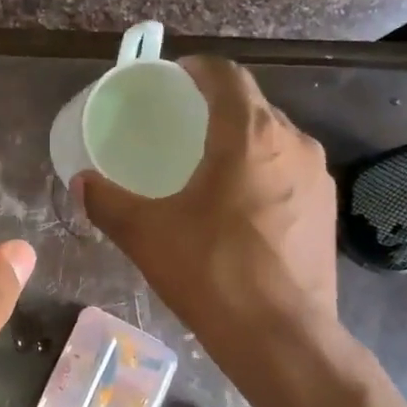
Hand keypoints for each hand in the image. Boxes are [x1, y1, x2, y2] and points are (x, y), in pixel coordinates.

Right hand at [78, 55, 338, 353]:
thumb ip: (106, 202)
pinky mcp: (326, 211)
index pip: (226, 76)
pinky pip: (289, 173)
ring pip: (274, 141)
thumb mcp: (145, 234)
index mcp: (249, 135)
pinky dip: (261, 173)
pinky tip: (238, 207)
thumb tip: (80, 184)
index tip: (173, 78)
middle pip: (252, 106)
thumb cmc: (210, 272)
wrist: (282, 337)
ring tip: (207, 165)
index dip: (198, 69)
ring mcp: (318, 178)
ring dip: (242, 142)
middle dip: (216, 107)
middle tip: (180, 126)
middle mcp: (292, 143)